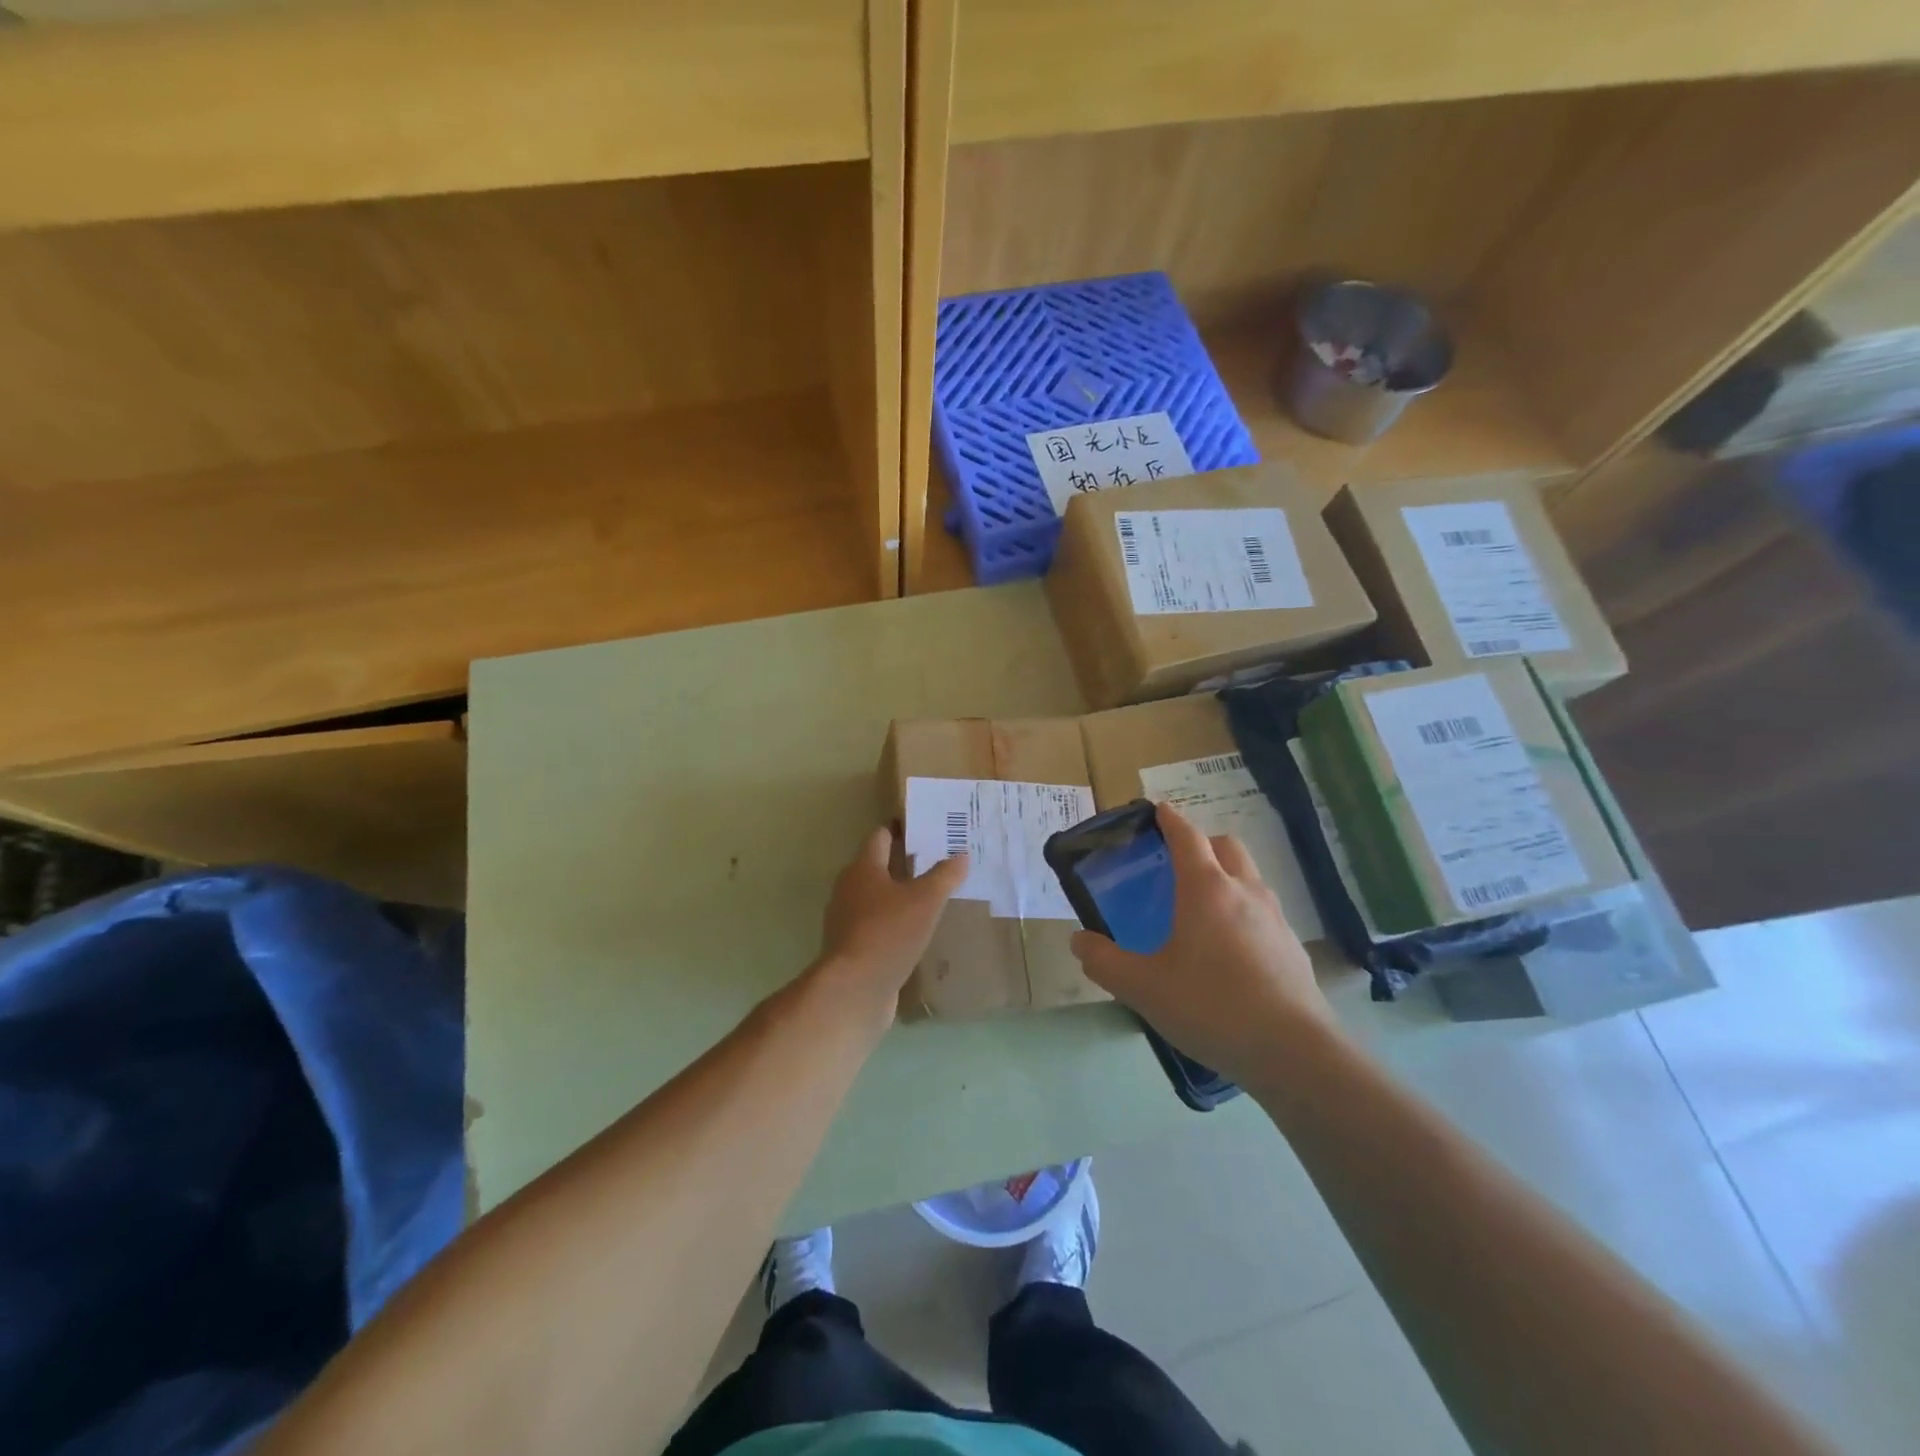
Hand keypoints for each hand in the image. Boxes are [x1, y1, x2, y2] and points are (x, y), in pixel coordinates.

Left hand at [812, 827, 968, 1024]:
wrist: (854, 988)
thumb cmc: (889, 932)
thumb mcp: (926, 900)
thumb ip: (944, 875)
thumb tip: (962, 855)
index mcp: (863, 868)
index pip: (881, 836)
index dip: (902, 829)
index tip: (926, 828)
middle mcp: (849, 888)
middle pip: (877, 867)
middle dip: (904, 863)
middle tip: (938, 863)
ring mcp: (846, 920)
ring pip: (876, 898)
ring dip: (899, 896)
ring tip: (932, 898)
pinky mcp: (851, 947)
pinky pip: (875, 926)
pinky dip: (894, 924)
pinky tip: (916, 933)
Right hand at [1070, 803, 1334, 1088]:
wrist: (1293, 1052)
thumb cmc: (1211, 1006)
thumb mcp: (1143, 987)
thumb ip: (1104, 961)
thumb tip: (1079, 940)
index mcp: (1206, 889)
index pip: (1187, 836)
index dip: (1170, 819)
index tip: (1157, 809)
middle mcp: (1244, 892)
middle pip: (1226, 846)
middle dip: (1202, 843)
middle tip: (1177, 864)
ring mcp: (1275, 919)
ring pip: (1250, 877)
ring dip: (1227, 876)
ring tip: (1202, 909)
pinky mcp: (1293, 948)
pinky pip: (1264, 913)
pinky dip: (1244, 912)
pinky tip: (1230, 951)